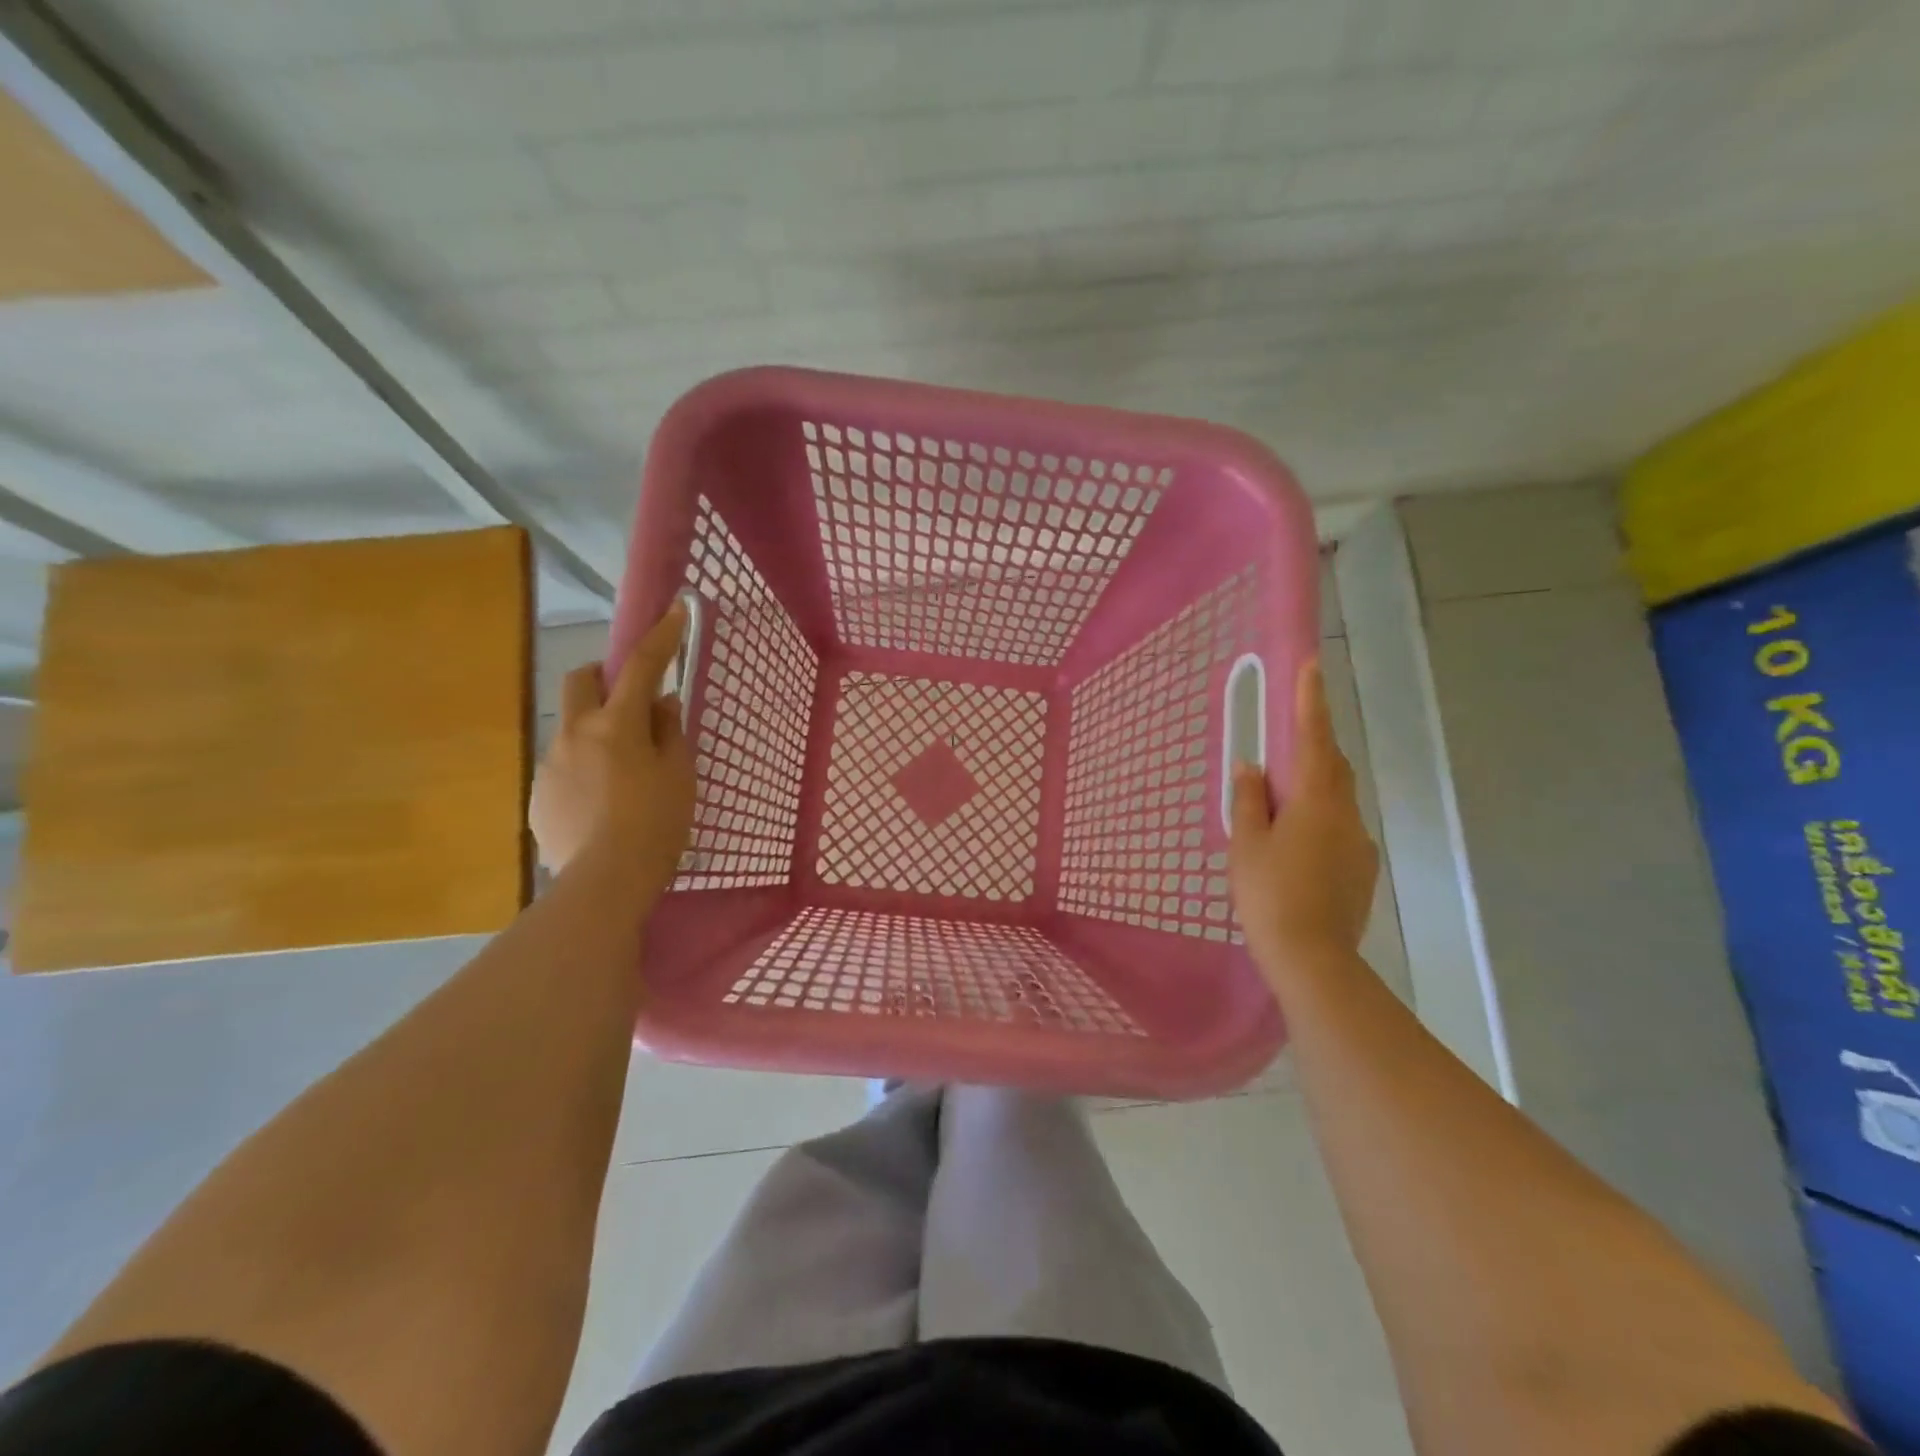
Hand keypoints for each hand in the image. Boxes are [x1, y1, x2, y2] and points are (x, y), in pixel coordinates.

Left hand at [530, 602, 695, 903]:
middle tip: (633, 700)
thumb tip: (661, 704)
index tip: (674, 611)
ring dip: (597, 728)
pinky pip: (563, 764)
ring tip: (622, 770)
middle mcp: (575, 733)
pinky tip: (603, 802)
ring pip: (572, 725)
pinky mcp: (539, 795)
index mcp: (616, 724)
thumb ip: (669, 732)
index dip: (661, 637)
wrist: (605, 881)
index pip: (641, 666)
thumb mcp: (678, 775)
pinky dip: (584, 766)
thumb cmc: (656, 823)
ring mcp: (550, 763)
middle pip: (582, 679)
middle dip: (606, 675)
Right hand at [1229, 658, 1379, 982]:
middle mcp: (1346, 814)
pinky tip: (1294, 851)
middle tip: (1283, 746)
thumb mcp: (1246, 845)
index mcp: (1315, 800)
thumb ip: (1248, 801)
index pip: (1314, 738)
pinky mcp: (1362, 871)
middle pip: (1331, 767)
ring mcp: (1359, 844)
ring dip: (1312, 791)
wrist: (1312, 959)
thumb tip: (1251, 768)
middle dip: (1312, 747)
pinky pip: (1338, 831)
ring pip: (1335, 801)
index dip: (1312, 701)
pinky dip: (1318, 824)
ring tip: (1278, 810)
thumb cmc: (1270, 894)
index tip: (1313, 665)